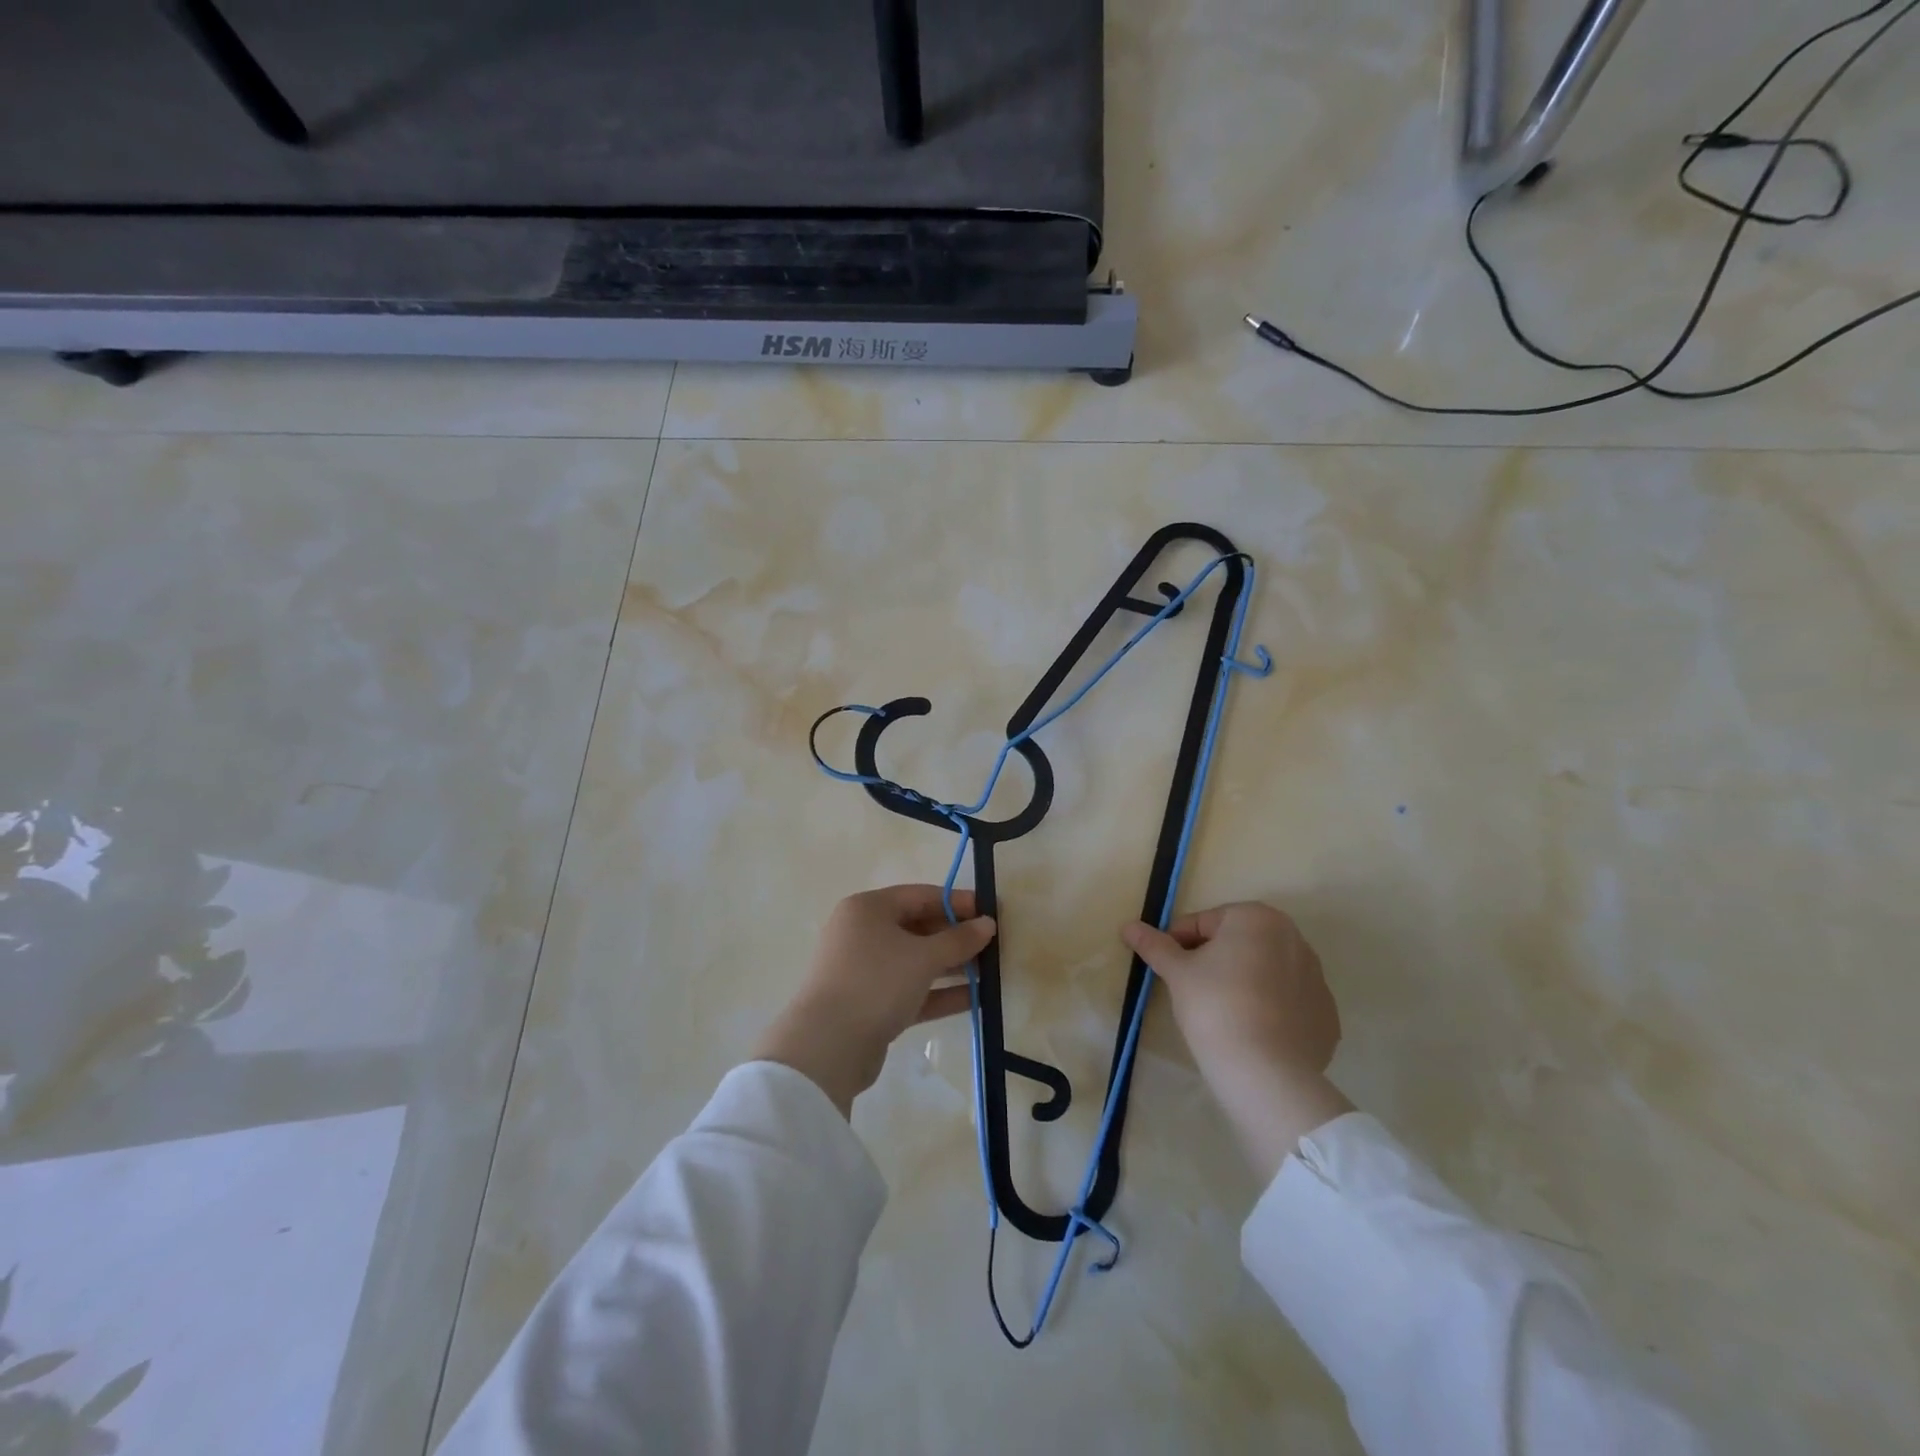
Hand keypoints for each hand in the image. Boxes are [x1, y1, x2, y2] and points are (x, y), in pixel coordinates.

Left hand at [755, 885, 996, 1116]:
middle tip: (993, 946)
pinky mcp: (869, 1004)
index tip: (990, 912)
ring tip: (989, 973)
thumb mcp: (923, 957)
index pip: (920, 895)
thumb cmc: (876, 982)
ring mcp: (864, 970)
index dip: (957, 902)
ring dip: (950, 966)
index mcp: (868, 909)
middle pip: (917, 927)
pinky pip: (910, 990)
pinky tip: (974, 1000)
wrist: (827, 1047)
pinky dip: (938, 992)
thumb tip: (987, 924)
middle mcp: (862, 933)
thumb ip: (959, 939)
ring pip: (915, 961)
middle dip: (955, 937)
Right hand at [1122, 903, 1353, 1181]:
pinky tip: (1252, 1030)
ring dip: (1243, 980)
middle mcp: (1294, 937)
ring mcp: (1317, 977)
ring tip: (1221, 1013)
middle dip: (1214, 959)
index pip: (1204, 922)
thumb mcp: (1177, 973)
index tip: (1167, 969)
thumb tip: (1128, 926)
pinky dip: (1270, 1008)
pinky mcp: (1326, 1014)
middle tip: (1191, 989)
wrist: (1267, 1072)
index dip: (1178, 943)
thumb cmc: (1215, 1006)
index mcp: (1256, 918)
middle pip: (1238, 942)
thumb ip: (1154, 945)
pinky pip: (1288, 1001)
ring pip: (1265, 970)